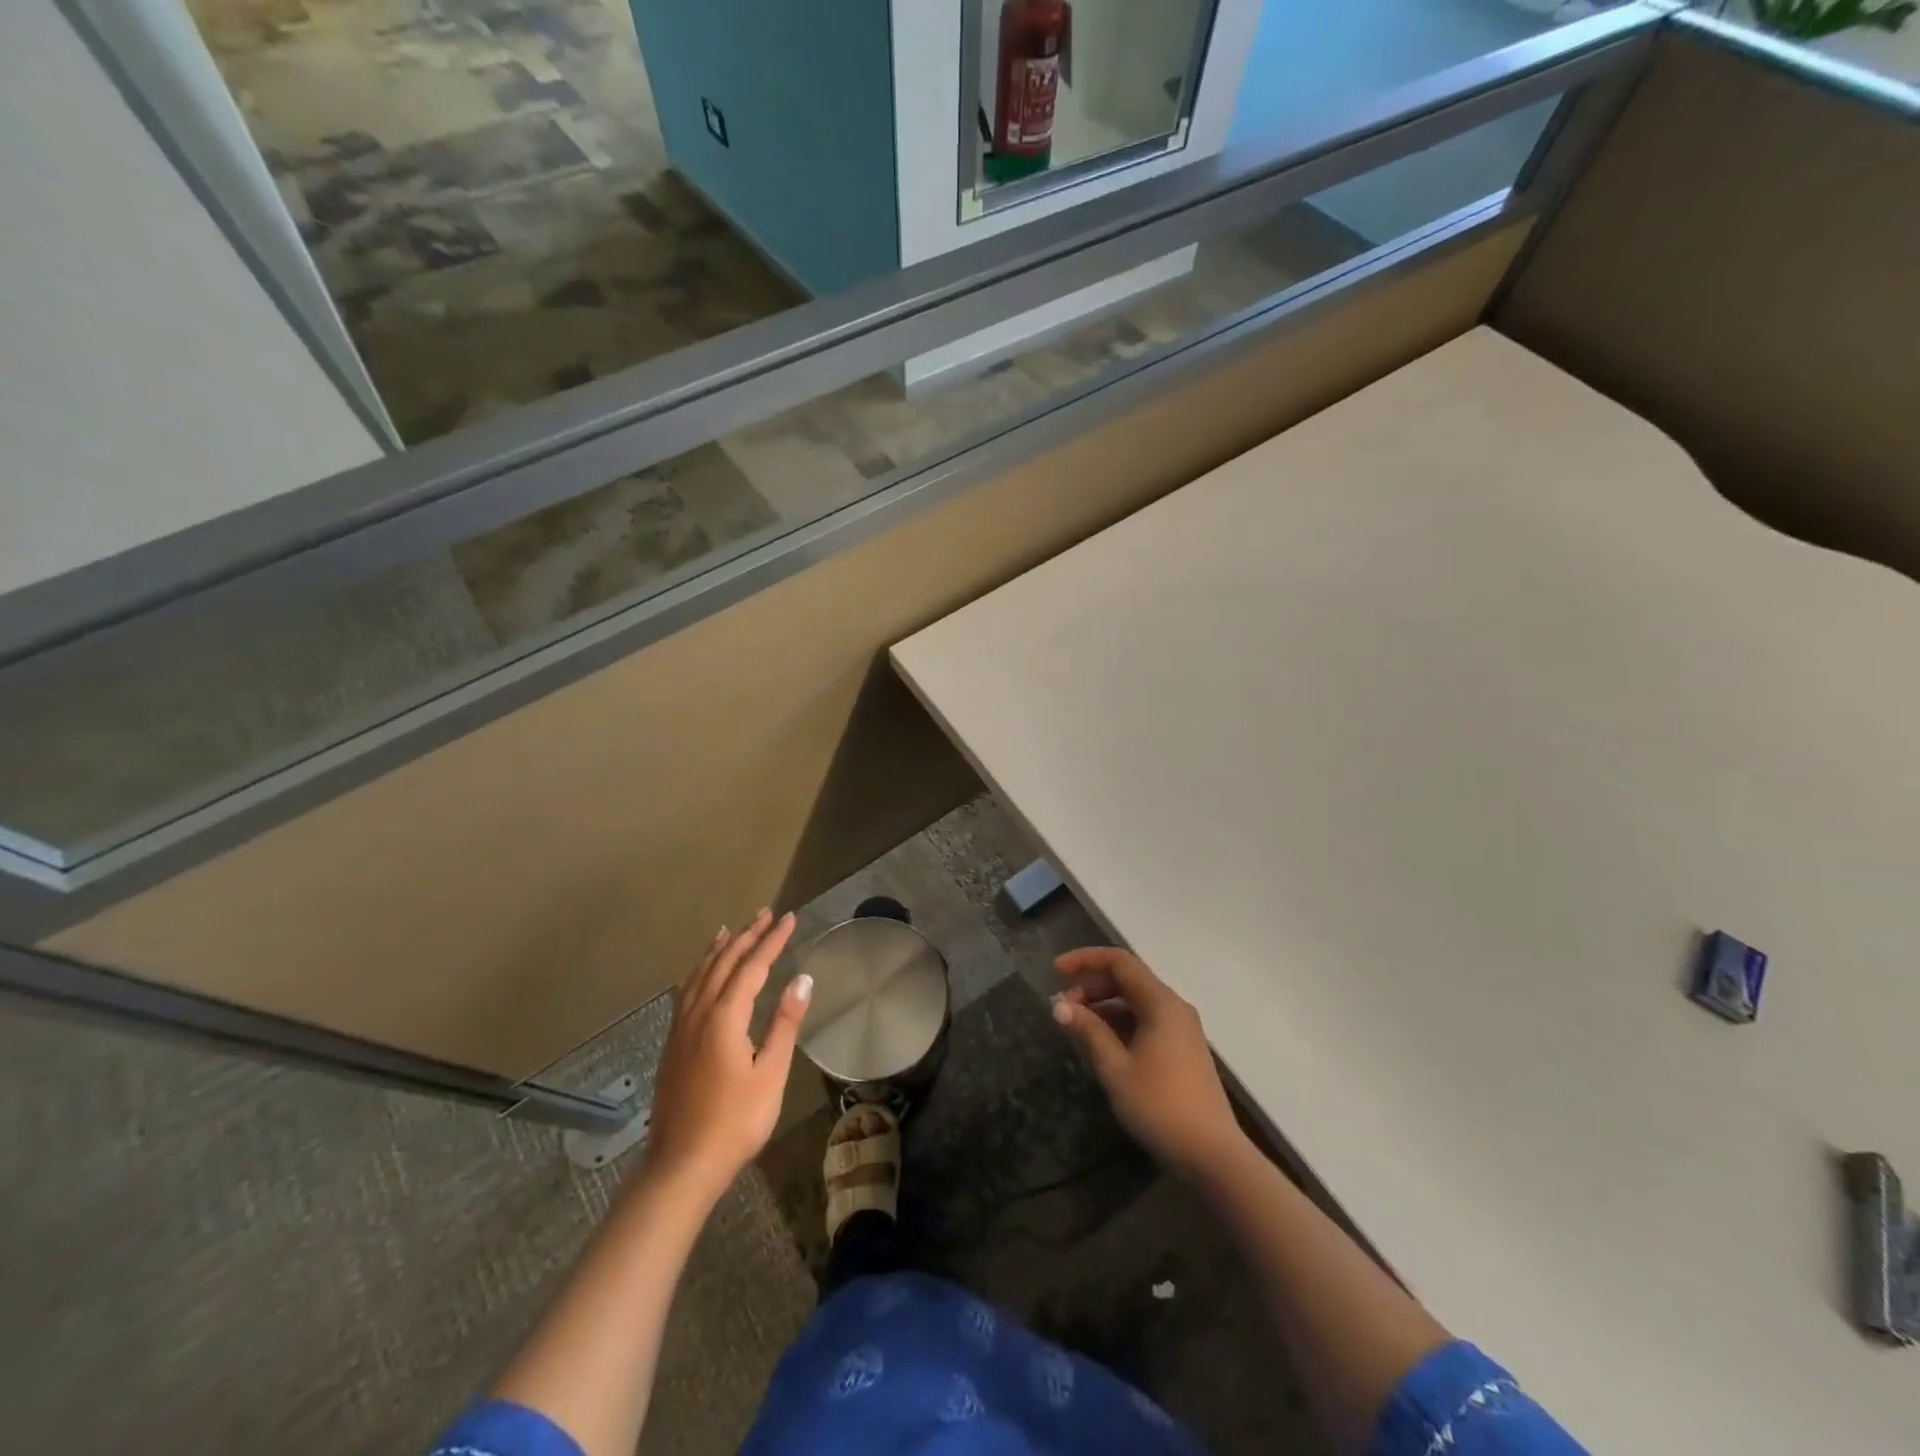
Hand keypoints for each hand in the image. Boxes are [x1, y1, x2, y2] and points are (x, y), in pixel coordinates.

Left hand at [643, 910, 811, 1202]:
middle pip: (724, 963)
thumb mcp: (770, 1074)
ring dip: (719, 949)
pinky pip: (687, 991)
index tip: (789, 918)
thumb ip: (784, 1023)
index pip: (752, 966)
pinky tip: (701, 974)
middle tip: (766, 914)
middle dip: (747, 935)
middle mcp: (699, 1014)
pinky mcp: (673, 1044)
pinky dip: (699, 971)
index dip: (772, 940)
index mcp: (725, 1018)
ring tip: (731, 929)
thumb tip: (802, 978)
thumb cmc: (735, 1122)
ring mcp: (681, 1028)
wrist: (682, 1165)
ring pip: (700, 974)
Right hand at [1053, 947, 1244, 1180]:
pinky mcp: (1182, 1049)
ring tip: (1077, 1025)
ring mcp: (1181, 1028)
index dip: (1085, 959)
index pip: (1120, 962)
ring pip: (1136, 1001)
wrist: (1212, 1155)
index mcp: (1161, 1003)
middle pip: (1128, 979)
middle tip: (1064, 1007)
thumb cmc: (1160, 1106)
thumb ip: (1089, 1031)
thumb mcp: (1115, 1068)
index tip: (1055, 970)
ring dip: (1105, 1005)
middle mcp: (1174, 1007)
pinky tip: (1102, 1043)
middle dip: (1092, 985)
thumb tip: (1061, 1007)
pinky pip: (1146, 1020)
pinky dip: (1120, 1022)